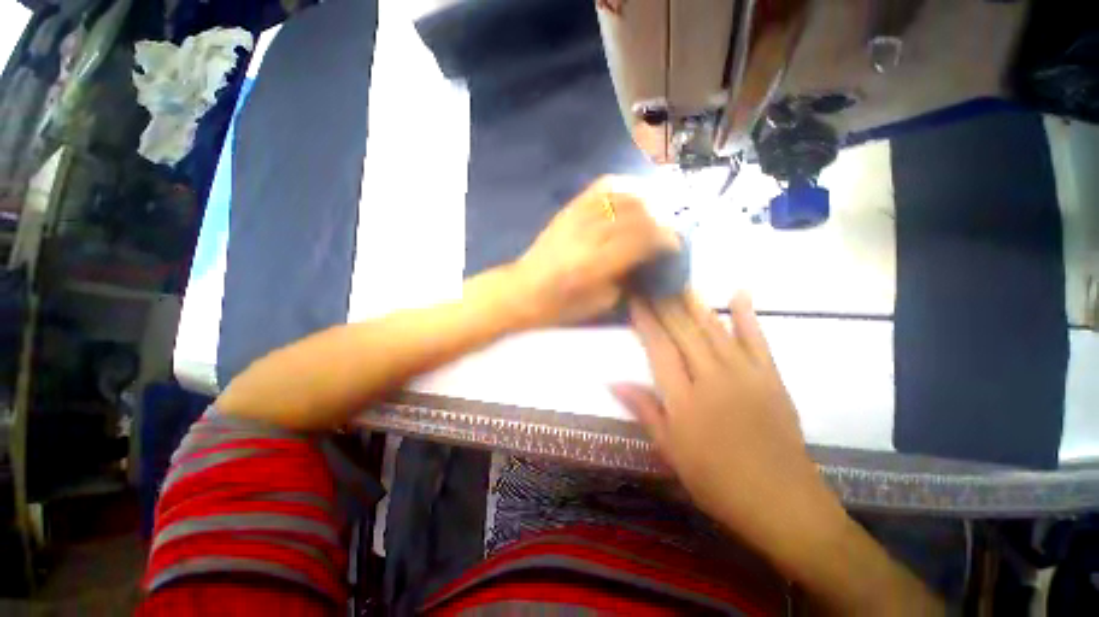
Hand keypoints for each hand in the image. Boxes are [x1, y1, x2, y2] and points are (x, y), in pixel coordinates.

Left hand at [511, 176, 678, 326]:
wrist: (523, 290)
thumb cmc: (560, 306)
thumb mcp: (599, 302)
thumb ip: (626, 277)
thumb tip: (646, 258)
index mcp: (595, 265)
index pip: (641, 240)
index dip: (664, 238)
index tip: (676, 243)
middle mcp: (587, 236)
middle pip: (635, 214)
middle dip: (660, 219)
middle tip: (669, 228)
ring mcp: (576, 219)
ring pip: (620, 197)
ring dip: (645, 200)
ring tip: (656, 210)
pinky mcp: (567, 210)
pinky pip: (599, 188)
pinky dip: (622, 187)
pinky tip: (633, 193)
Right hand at [612, 292, 840, 550]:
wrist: (781, 502)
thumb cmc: (717, 481)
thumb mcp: (671, 451)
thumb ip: (644, 410)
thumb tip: (613, 381)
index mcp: (684, 399)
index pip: (659, 349)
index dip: (645, 322)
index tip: (635, 300)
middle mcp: (712, 378)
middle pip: (683, 332)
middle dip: (665, 304)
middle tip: (652, 282)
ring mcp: (745, 375)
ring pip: (714, 329)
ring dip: (695, 302)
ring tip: (680, 281)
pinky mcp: (771, 377)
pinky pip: (757, 339)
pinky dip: (747, 315)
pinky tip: (739, 293)